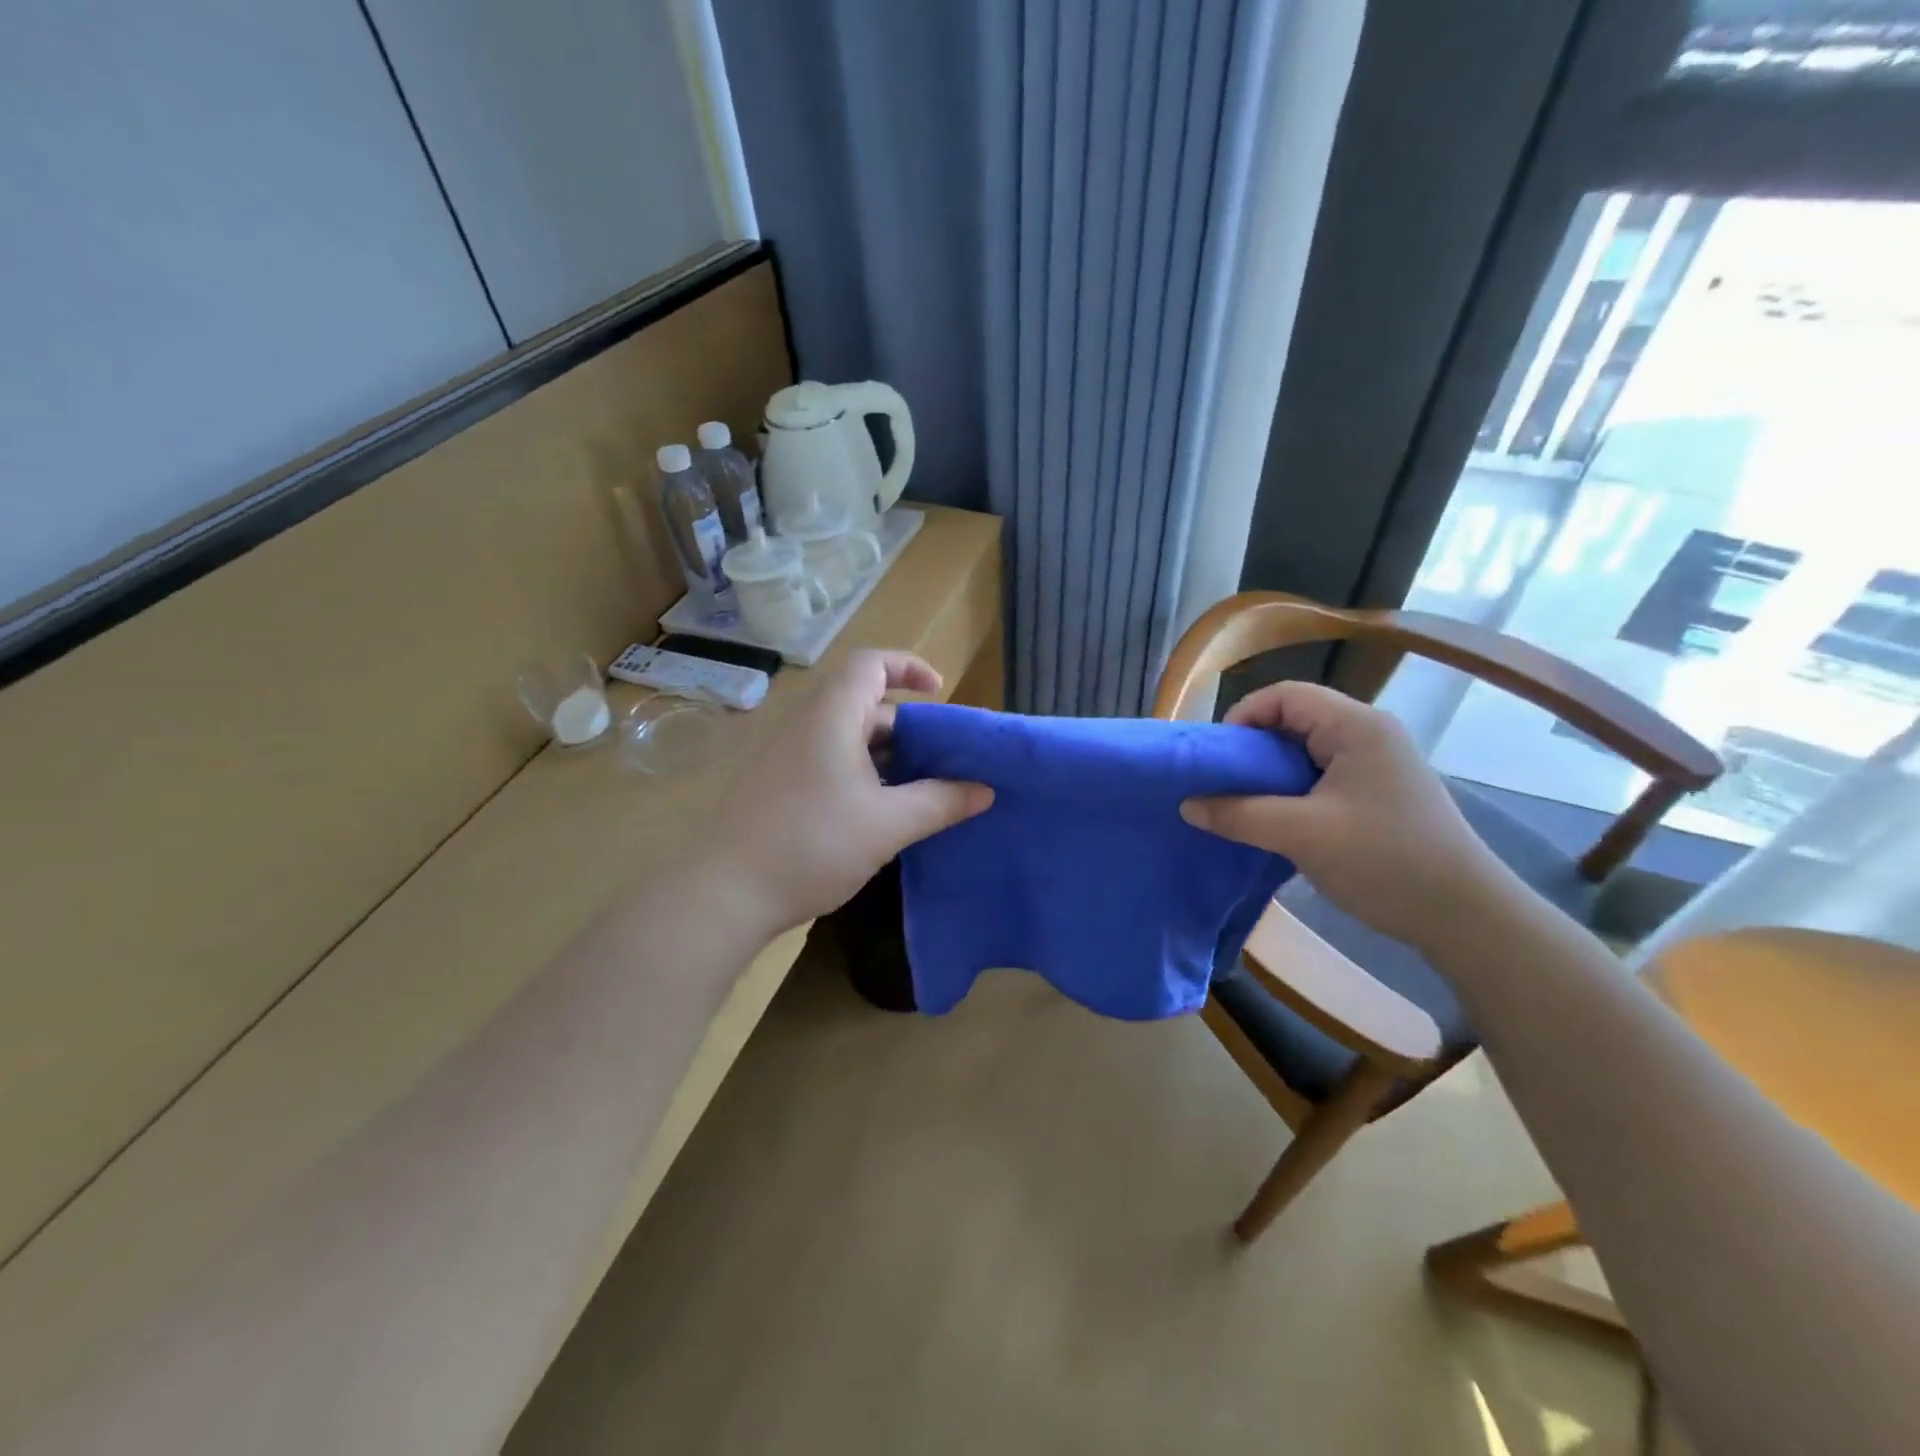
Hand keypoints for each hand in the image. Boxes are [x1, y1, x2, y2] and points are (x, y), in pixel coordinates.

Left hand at [713, 649, 992, 934]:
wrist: (726, 893)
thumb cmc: (813, 845)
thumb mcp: (888, 825)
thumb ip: (940, 802)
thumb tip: (985, 790)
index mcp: (832, 716)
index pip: (871, 663)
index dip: (909, 667)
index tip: (941, 693)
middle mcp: (806, 725)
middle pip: (864, 702)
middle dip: (908, 724)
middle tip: (943, 756)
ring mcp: (788, 755)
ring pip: (848, 736)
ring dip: (887, 754)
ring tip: (922, 787)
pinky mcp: (779, 784)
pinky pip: (830, 761)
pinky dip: (863, 773)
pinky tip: (881, 812)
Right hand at [1179, 682, 1514, 951]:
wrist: (1466, 916)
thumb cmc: (1384, 862)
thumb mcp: (1301, 835)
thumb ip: (1239, 815)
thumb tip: (1186, 805)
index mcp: (1356, 726)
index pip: (1285, 695)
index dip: (1242, 717)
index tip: (1216, 758)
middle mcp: (1370, 733)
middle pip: (1295, 719)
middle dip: (1252, 748)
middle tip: (1223, 783)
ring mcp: (1378, 763)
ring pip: (1307, 750)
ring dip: (1271, 773)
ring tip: (1244, 804)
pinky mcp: (1380, 791)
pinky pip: (1322, 774)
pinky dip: (1292, 789)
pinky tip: (1278, 820)